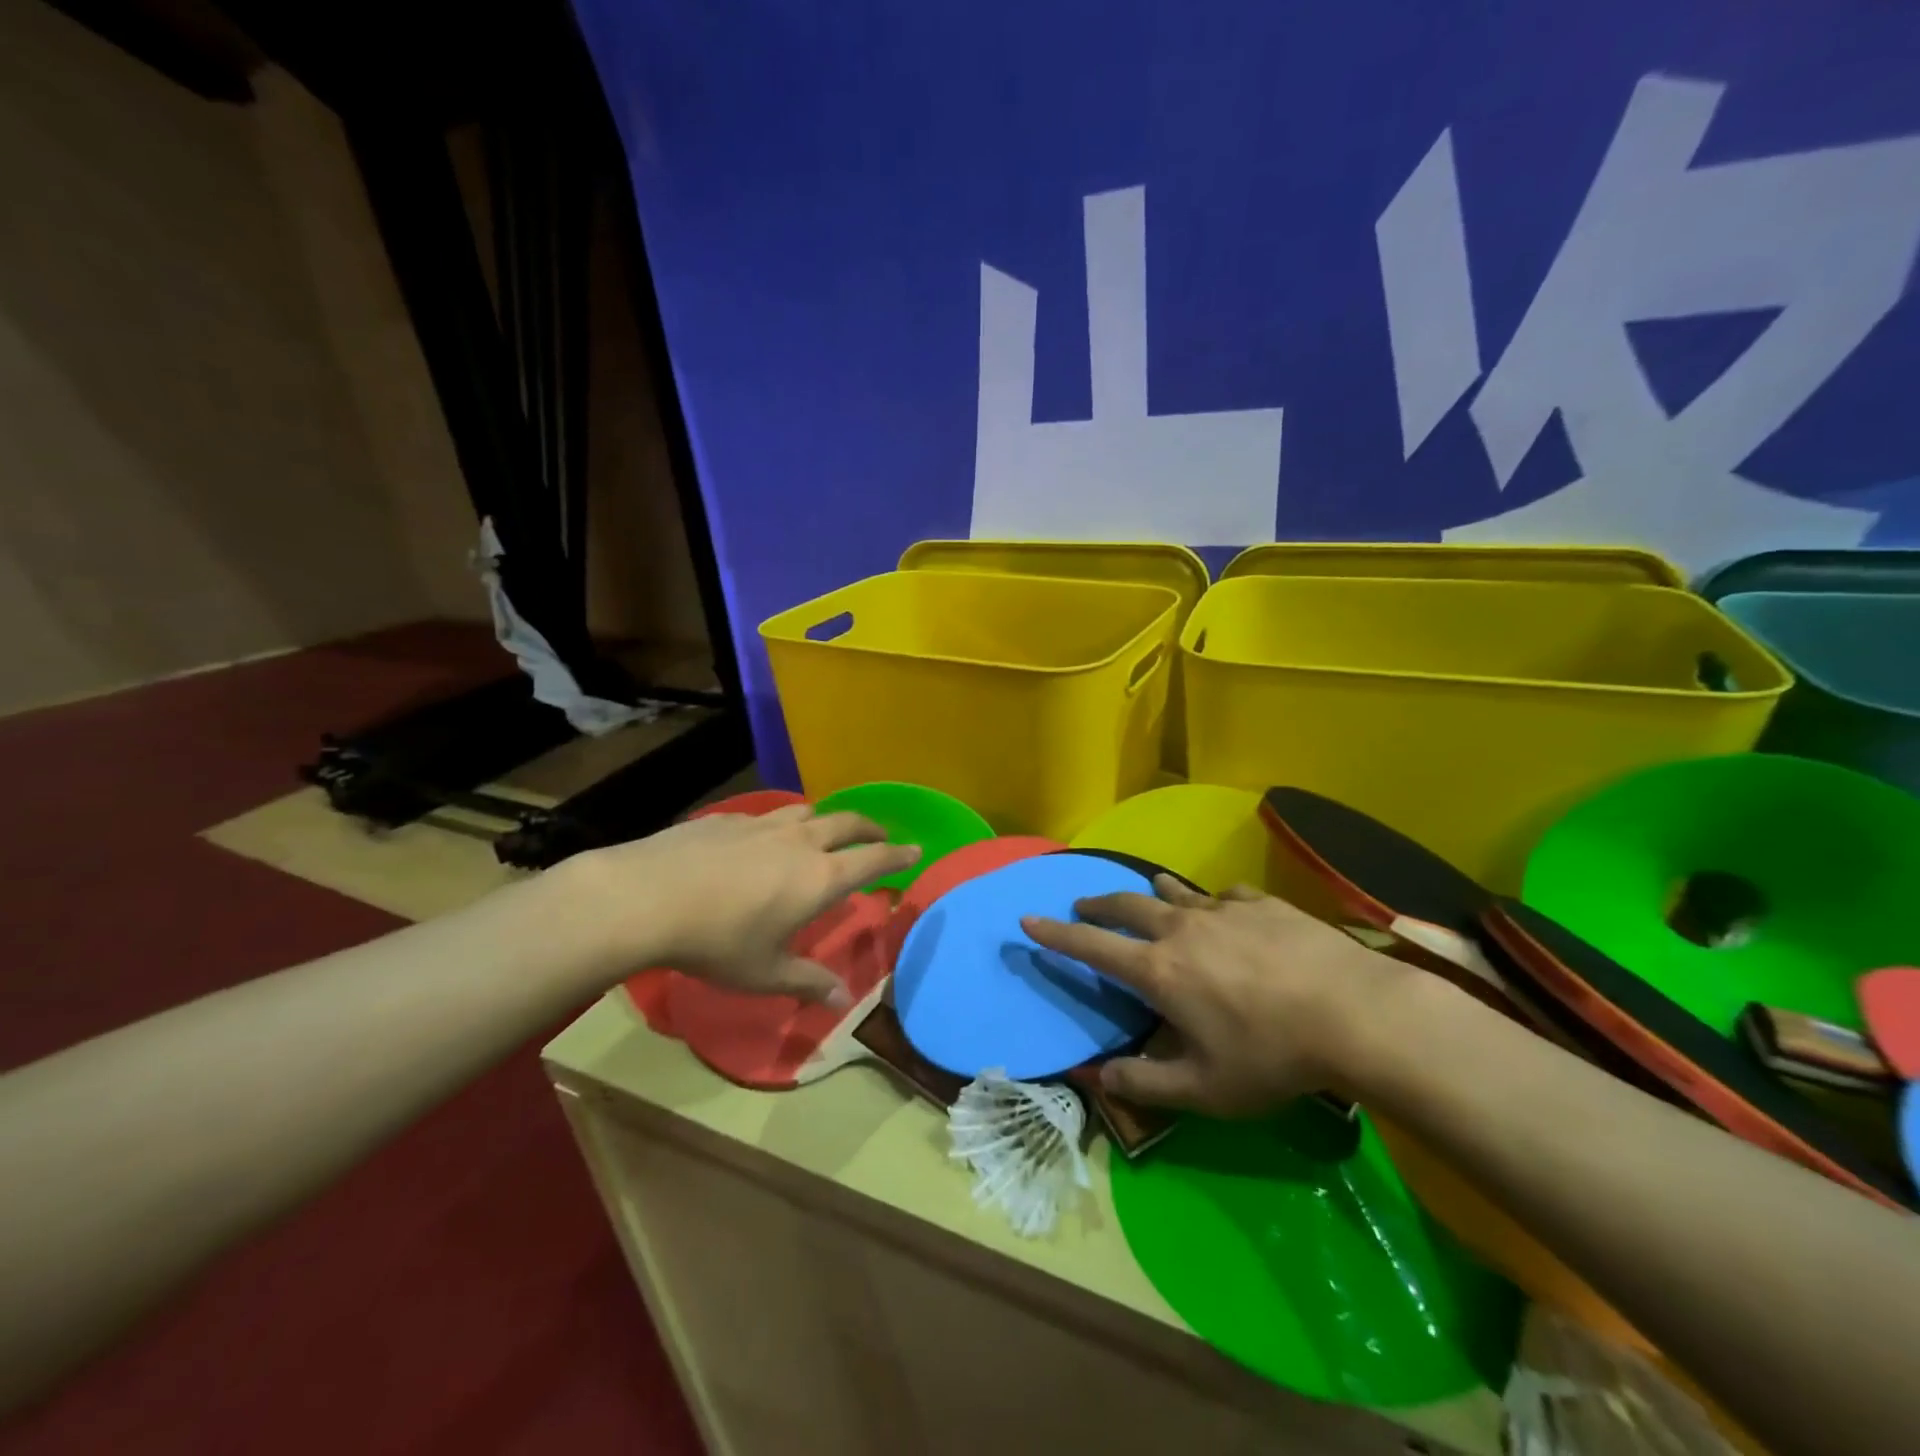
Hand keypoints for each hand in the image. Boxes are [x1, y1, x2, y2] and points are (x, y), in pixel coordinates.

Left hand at [565, 805, 918, 1002]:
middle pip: (846, 823)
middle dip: (869, 828)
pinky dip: (781, 823)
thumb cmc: (715, 941)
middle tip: (880, 835)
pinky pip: (767, 816)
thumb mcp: (764, 972)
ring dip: (827, 819)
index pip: (872, 861)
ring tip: (826, 829)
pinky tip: (763, 837)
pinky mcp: (727, 819)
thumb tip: (844, 1002)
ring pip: (807, 812)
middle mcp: (799, 842)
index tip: (916, 849)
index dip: (897, 856)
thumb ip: (808, 983)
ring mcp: (762, 825)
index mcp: (818, 878)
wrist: (646, 896)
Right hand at [1024, 878, 1406, 1116]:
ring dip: (1151, 893)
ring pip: (1174, 891)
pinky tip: (1224, 910)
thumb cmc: (1271, 1055)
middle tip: (1083, 903)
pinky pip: (1224, 896)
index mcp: (1158, 971)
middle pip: (1126, 905)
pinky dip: (1211, 902)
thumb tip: (1096, 1078)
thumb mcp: (1204, 1089)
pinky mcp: (1261, 904)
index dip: (1055, 934)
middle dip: (1098, 903)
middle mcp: (1180, 929)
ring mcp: (1222, 910)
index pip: (1091, 946)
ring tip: (1147, 893)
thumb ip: (1145, 1083)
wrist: (1354, 1012)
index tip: (1028, 920)